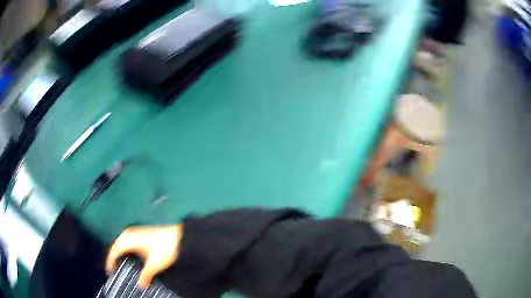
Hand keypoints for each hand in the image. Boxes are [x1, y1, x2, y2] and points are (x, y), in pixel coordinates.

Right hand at [106, 224, 183, 287]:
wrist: (178, 232)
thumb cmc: (165, 247)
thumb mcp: (155, 264)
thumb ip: (145, 275)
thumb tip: (140, 285)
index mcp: (127, 240)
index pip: (113, 251)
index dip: (109, 262)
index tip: (109, 272)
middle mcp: (128, 234)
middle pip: (116, 247)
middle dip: (114, 259)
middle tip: (115, 271)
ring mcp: (134, 231)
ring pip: (122, 244)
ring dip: (121, 255)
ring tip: (122, 267)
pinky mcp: (140, 233)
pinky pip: (128, 242)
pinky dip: (127, 251)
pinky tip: (132, 259)